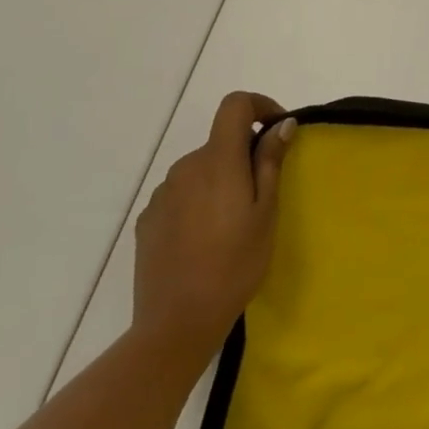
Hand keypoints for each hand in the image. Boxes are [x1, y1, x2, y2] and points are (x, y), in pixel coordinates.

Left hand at [132, 92, 296, 367]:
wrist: (177, 322)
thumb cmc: (235, 264)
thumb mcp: (266, 211)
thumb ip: (270, 162)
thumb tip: (281, 125)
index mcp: (218, 160)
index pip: (234, 105)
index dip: (259, 106)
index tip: (277, 130)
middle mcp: (185, 167)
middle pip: (219, 142)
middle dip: (244, 154)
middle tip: (264, 193)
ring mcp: (162, 194)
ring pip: (200, 170)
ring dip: (221, 180)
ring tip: (234, 222)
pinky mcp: (148, 220)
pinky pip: (181, 195)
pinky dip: (199, 201)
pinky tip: (206, 238)